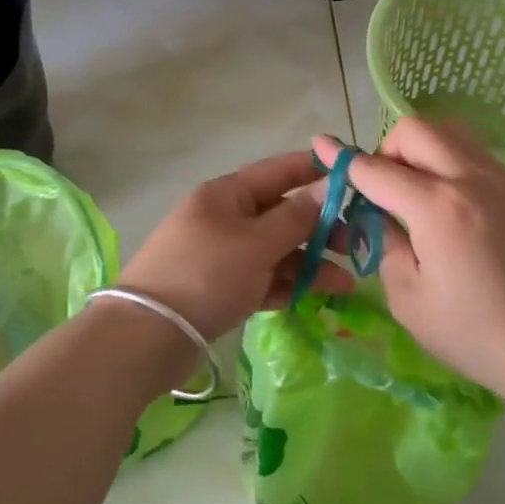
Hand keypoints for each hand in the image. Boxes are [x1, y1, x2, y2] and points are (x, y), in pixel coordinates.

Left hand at [116, 152, 353, 341]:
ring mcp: (222, 255)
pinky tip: (317, 295)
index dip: (314, 169)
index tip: (352, 173)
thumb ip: (295, 218)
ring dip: (310, 262)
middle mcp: (225, 219)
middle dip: (319, 228)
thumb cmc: (207, 273)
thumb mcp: (256, 242)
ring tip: (347, 283)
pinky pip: (263, 279)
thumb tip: (323, 190)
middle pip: (281, 214)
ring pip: (276, 251)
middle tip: (354, 244)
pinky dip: (288, 285)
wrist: (149, 334)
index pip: (278, 171)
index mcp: (227, 194)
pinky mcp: (222, 288)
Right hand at [314, 119, 504, 401]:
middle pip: (416, 129)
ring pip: (451, 131)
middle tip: (384, 191)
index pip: (377, 169)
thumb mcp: (407, 298)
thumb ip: (384, 244)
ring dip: (422, 149)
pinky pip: (475, 154)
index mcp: (437, 207)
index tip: (320, 145)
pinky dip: (450, 162)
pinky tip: (449, 206)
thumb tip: (378, 214)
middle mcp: (470, 179)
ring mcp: (501, 181)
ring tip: (417, 193)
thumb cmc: (471, 333)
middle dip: (387, 149)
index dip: (343, 159)